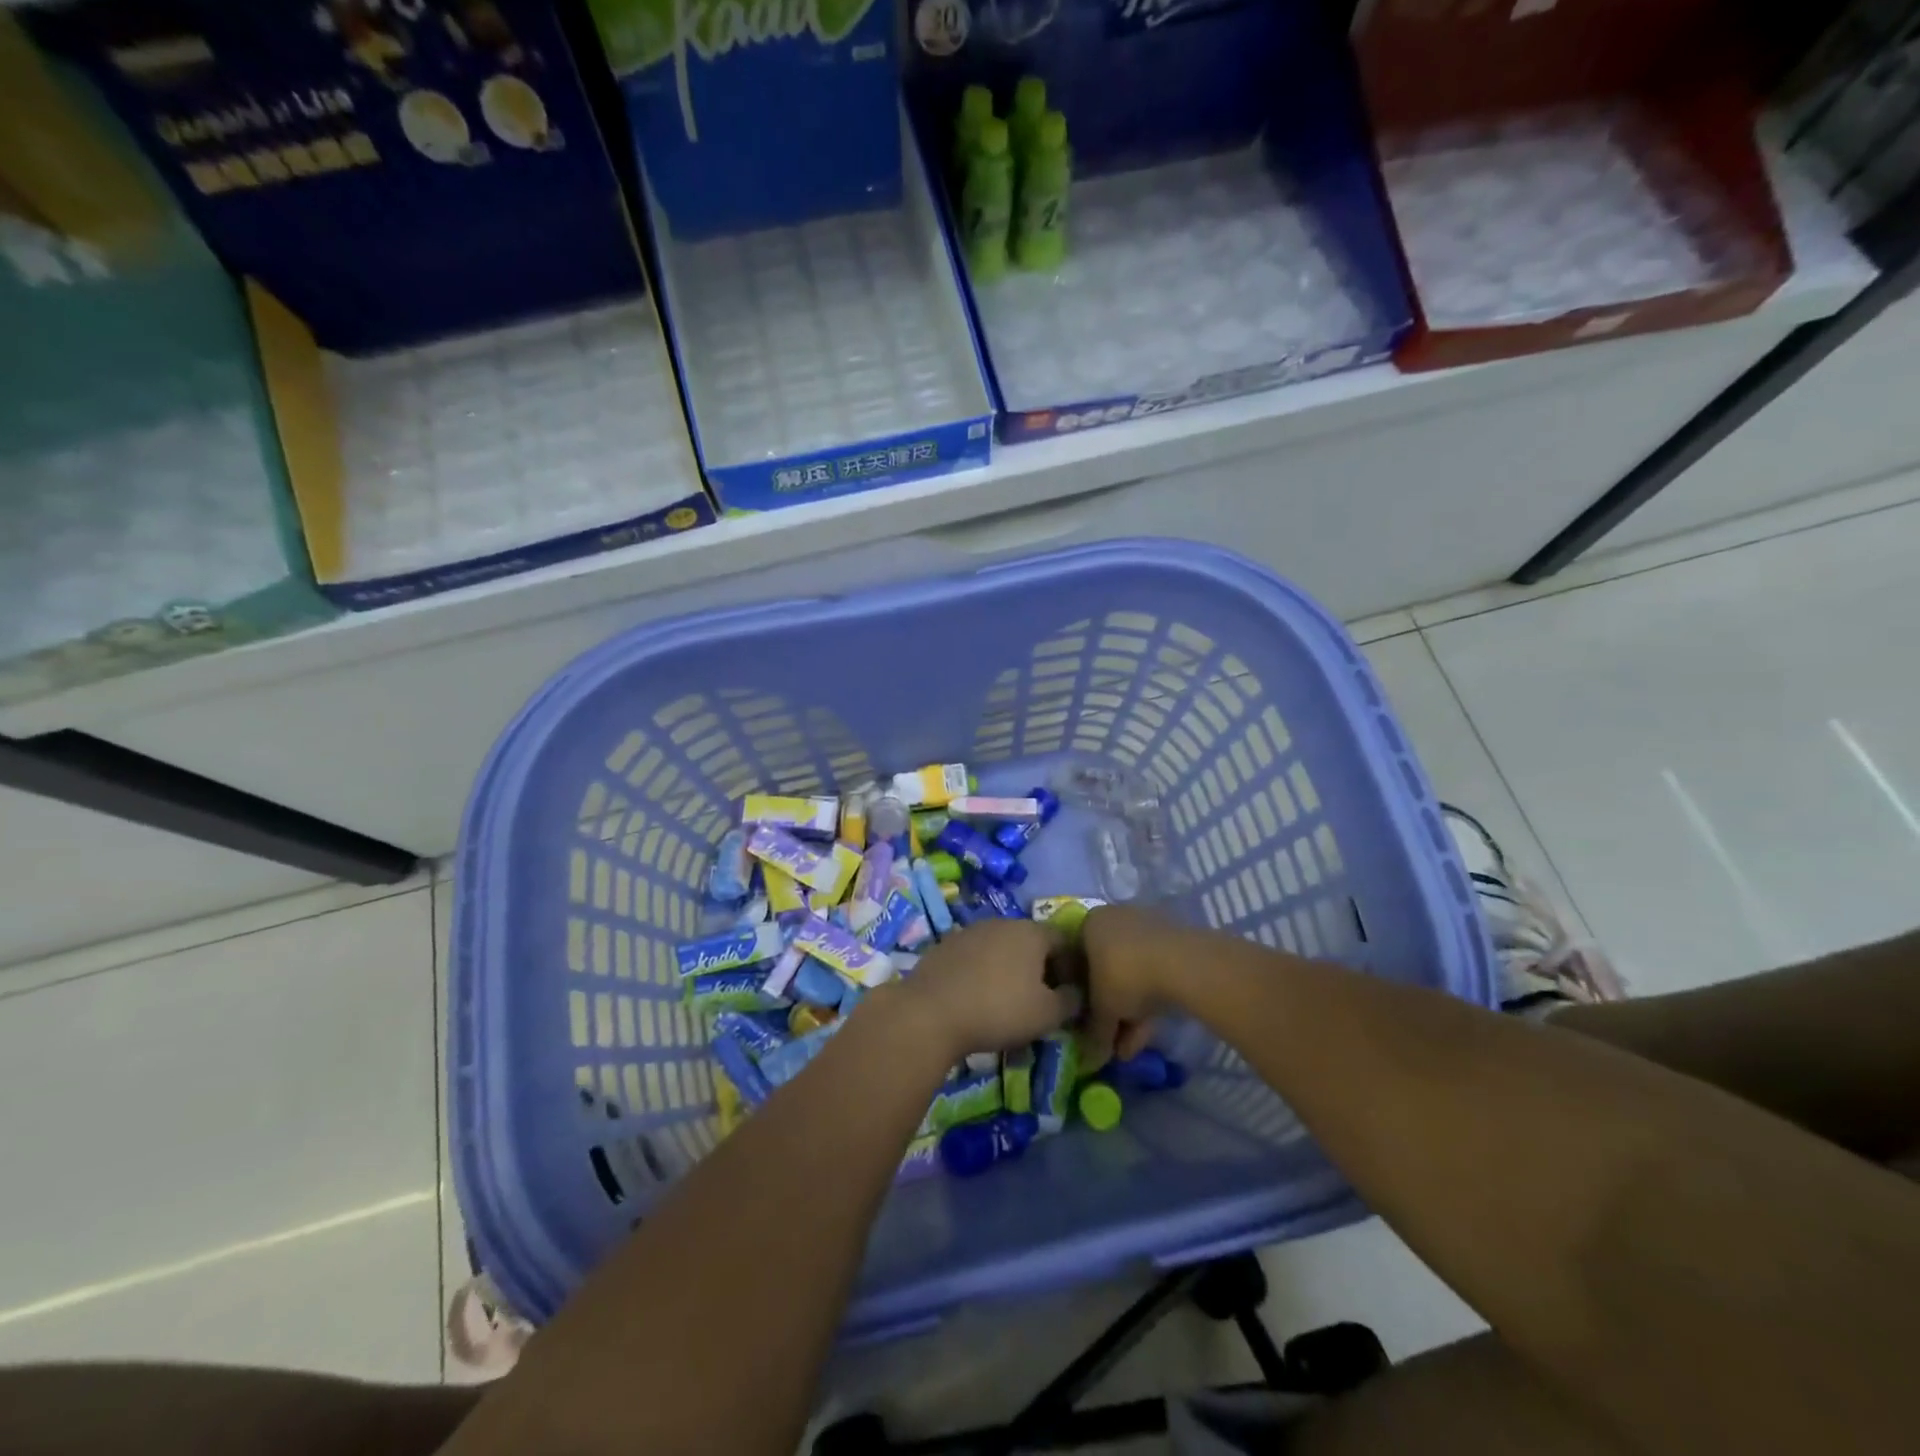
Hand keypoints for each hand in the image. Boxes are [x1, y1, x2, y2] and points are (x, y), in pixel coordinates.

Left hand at [890, 919, 1077, 1061]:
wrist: (931, 1013)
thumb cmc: (999, 1010)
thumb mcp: (1047, 1014)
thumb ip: (1071, 1001)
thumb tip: (1076, 994)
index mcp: (1031, 932)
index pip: (1065, 941)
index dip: (1072, 968)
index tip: (1069, 997)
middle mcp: (1002, 922)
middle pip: (1032, 942)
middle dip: (1040, 969)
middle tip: (1040, 1001)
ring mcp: (970, 931)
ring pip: (1001, 948)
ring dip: (1010, 970)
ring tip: (1008, 1002)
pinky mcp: (945, 946)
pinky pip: (975, 957)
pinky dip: (983, 973)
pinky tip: (978, 998)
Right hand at [1080, 905, 1183, 1069]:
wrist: (1182, 964)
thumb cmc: (1124, 976)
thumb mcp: (1102, 1010)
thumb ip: (1093, 1031)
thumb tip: (1090, 1054)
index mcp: (1089, 924)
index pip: (1074, 959)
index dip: (1077, 993)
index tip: (1082, 1019)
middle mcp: (1115, 919)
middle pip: (1105, 969)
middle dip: (1108, 1008)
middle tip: (1109, 1039)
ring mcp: (1147, 928)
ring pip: (1132, 975)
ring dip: (1130, 1012)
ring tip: (1130, 1048)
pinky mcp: (1174, 943)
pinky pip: (1153, 973)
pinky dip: (1149, 1001)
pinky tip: (1149, 1032)